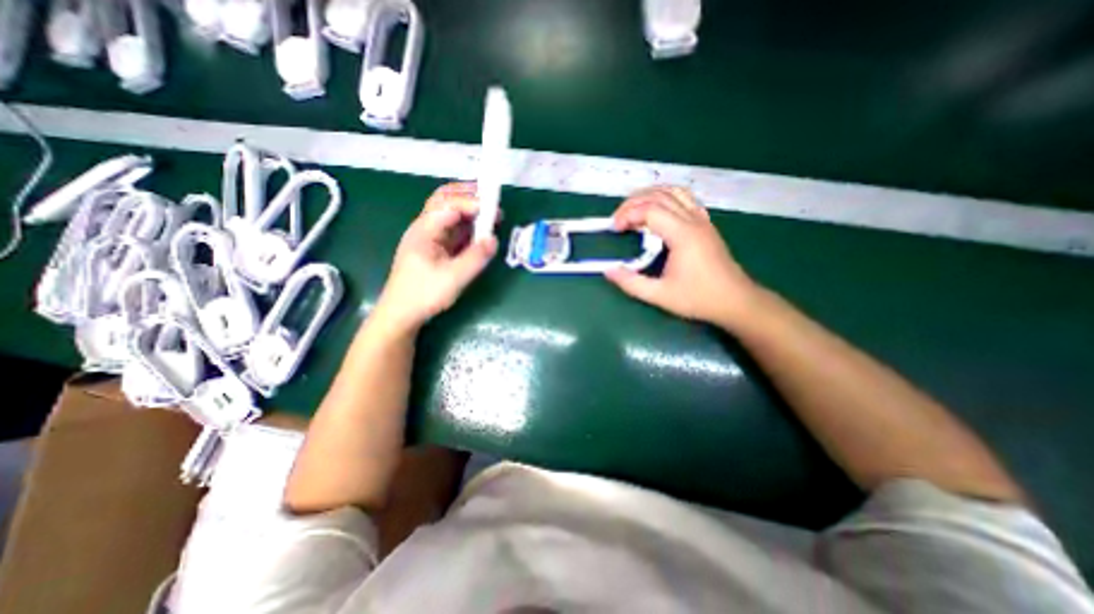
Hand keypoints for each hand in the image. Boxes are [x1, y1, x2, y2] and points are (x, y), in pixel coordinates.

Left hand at [375, 182, 498, 334]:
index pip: (449, 205)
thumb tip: (494, 239)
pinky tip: (480, 229)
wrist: (402, 313)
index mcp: (425, 230)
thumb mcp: (454, 278)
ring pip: (449, 212)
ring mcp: (430, 237)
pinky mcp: (436, 248)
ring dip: (468, 208)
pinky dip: (467, 224)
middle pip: (444, 199)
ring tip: (489, 210)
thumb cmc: (424, 294)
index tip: (493, 211)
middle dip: (468, 195)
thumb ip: (475, 257)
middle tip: (491, 197)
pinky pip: (452, 229)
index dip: (471, 203)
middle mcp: (425, 227)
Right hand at [602, 186, 758, 327]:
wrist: (735, 301)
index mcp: (682, 235)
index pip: (650, 210)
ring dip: (650, 195)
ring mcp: (702, 220)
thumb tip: (608, 271)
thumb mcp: (659, 295)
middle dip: (633, 203)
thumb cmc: (698, 298)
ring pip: (674, 191)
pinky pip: (684, 199)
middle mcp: (693, 220)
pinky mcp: (705, 224)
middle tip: (618, 219)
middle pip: (659, 195)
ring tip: (633, 210)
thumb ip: (631, 283)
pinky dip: (666, 197)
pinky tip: (657, 210)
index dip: (628, 214)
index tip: (615, 229)